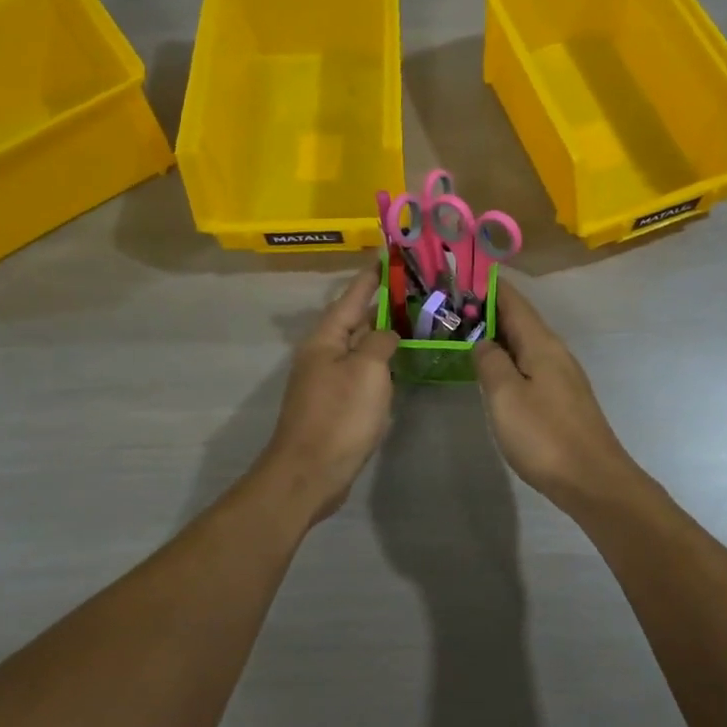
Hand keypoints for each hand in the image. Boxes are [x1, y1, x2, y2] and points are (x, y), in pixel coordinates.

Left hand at [257, 268, 399, 523]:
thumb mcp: (367, 370)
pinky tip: (401, 362)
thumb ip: (380, 341)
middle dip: (384, 302)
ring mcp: (328, 378)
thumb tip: (387, 334)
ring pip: (360, 345)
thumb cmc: (339, 416)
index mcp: (326, 337)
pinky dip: (382, 361)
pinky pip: (362, 370)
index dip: (373, 275)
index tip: (391, 253)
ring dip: (384, 332)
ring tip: (416, 319)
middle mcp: (323, 352)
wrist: (309, 473)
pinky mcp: (336, 402)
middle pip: (356, 318)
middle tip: (417, 288)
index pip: (353, 295)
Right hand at [473, 283, 646, 515]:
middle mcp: (554, 351)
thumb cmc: (545, 435)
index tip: (460, 275)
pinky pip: (529, 363)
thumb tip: (482, 340)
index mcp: (541, 343)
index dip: (487, 286)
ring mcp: (561, 374)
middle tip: (450, 306)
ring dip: (497, 334)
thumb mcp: (506, 395)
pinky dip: (508, 357)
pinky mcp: (562, 397)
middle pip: (519, 319)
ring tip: (464, 333)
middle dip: (487, 309)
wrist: (592, 480)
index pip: (512, 300)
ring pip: (524, 342)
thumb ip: (490, 361)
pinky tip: (493, 370)